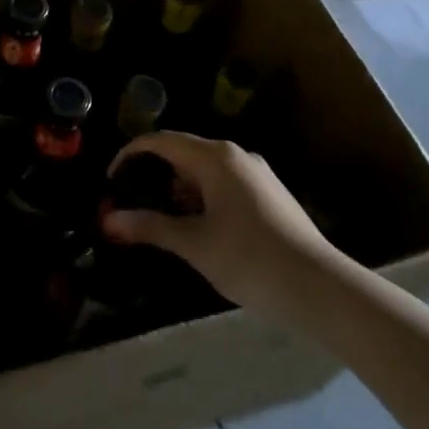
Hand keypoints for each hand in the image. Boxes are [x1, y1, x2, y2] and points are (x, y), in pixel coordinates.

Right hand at [101, 131, 331, 314]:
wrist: (319, 287)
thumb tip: (108, 220)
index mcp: (215, 158)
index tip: (112, 180)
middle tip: (134, 203)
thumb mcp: (193, 244)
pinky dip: (202, 197)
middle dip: (155, 174)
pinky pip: (224, 183)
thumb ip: (149, 226)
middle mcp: (236, 155)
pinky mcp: (269, 193)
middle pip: (183, 152)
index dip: (131, 154)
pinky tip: (200, 228)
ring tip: (165, 221)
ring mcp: (256, 173)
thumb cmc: (249, 259)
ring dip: (179, 189)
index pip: (161, 141)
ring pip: (204, 169)